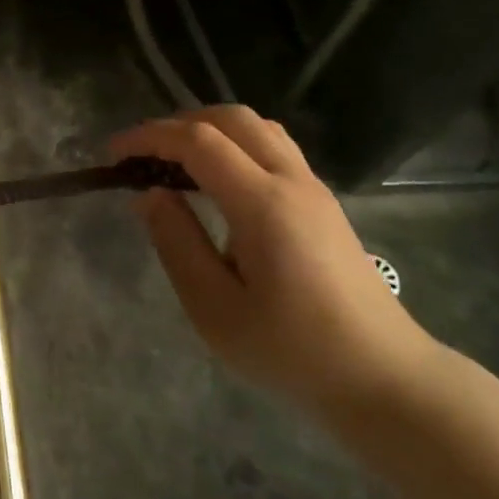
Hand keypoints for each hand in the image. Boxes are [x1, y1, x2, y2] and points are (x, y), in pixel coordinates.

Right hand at [112, 106, 438, 419]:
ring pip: (257, 127)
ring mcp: (314, 189)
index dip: (149, 137)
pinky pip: (273, 147)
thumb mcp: (215, 309)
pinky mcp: (323, 203)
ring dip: (210, 128)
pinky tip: (218, 181)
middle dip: (179, 123)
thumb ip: (177, 243)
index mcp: (263, 204)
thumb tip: (149, 194)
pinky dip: (234, 144)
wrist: (385, 380)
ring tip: (176, 161)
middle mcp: (291, 181)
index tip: (113, 154)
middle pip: (231, 118)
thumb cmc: (293, 351)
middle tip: (143, 154)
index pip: (198, 142)